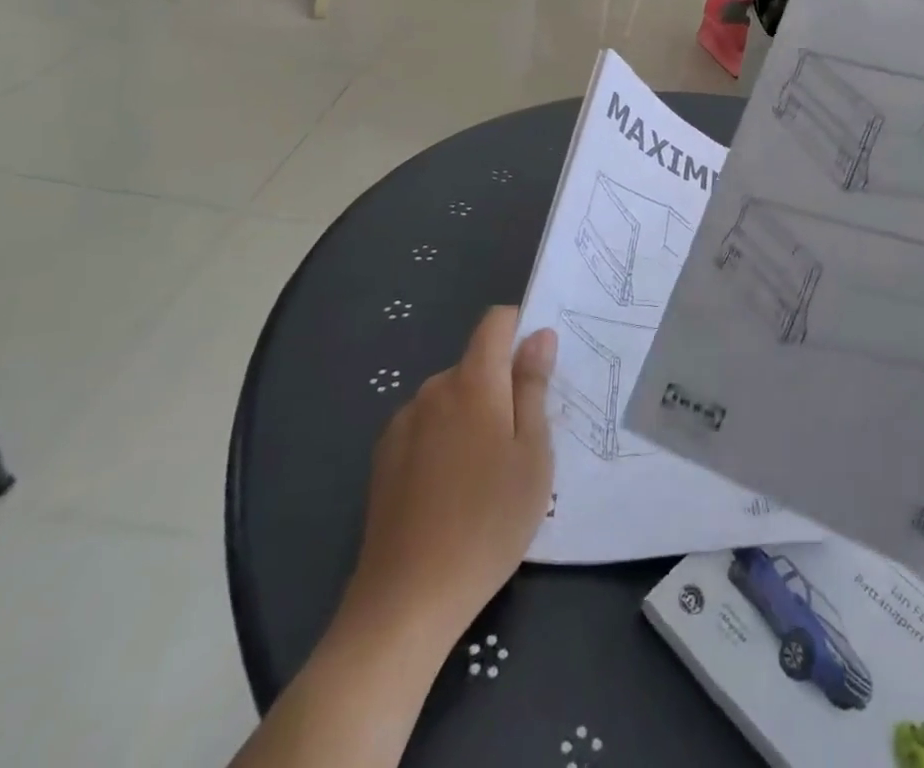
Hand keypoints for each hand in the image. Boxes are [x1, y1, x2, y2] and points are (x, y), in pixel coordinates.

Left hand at [339, 308, 556, 644]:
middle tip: (523, 439)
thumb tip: (539, 334)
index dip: (520, 329)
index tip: (539, 368)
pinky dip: (446, 439)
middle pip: (476, 363)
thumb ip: (533, 387)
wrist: (406, 600)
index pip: (495, 322)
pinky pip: (427, 426)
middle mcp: (433, 389)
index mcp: (473, 382)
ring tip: (489, 473)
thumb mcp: (532, 454)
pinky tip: (453, 490)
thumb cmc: (488, 521)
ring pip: (452, 397)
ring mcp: (403, 423)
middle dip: (502, 384)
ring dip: (474, 414)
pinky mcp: (384, 457)